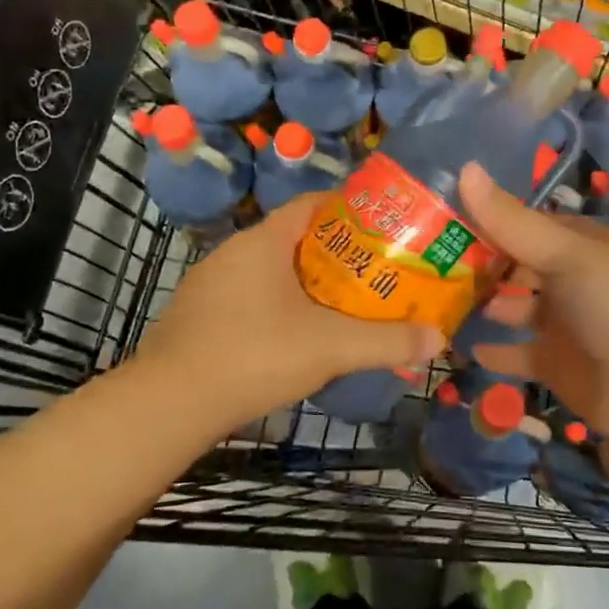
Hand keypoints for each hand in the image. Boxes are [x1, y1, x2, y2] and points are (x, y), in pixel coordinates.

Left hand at [133, 193, 442, 436]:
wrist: (169, 404)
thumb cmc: (254, 354)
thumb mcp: (330, 347)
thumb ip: (386, 342)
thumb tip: (439, 338)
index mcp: (264, 241)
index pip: (312, 204)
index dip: (349, 210)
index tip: (382, 226)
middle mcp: (234, 252)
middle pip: (295, 238)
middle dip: (335, 252)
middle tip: (373, 271)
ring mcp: (210, 284)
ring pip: (270, 271)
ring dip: (305, 282)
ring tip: (343, 303)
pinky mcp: (198, 316)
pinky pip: (249, 297)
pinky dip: (278, 306)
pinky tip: (295, 336)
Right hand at [458, 162, 608, 440]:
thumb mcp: (565, 254)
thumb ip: (512, 221)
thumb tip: (464, 169)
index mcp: (578, 243)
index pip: (523, 223)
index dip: (484, 219)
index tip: (437, 218)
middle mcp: (569, 278)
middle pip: (514, 265)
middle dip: (476, 264)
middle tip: (422, 262)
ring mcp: (562, 323)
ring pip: (512, 307)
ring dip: (481, 305)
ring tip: (432, 302)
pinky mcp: (556, 364)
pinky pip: (516, 353)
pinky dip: (493, 351)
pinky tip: (461, 347)